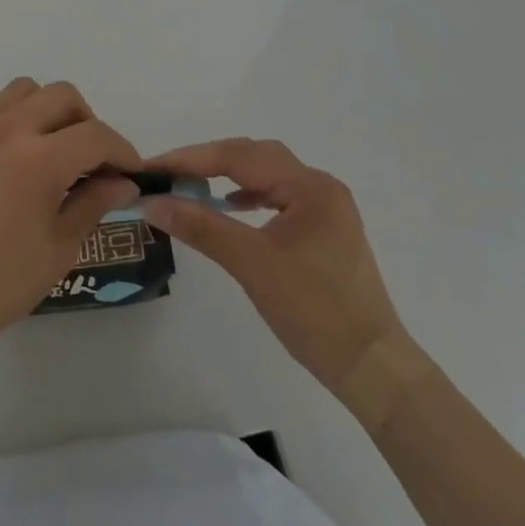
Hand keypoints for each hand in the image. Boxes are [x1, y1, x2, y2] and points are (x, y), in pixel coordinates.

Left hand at [0, 78, 140, 359]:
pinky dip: (4, 113)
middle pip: (62, 96)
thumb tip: (123, 182)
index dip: (121, 151)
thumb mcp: (59, 248)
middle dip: (87, 122)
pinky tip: (6, 146)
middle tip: (90, 160)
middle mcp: (8, 129)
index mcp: (41, 159)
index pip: (96, 136)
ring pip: (23, 90)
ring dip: (46, 110)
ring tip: (48, 147)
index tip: (129, 172)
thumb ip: (94, 203)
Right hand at [139, 138, 405, 392]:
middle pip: (254, 156)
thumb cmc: (314, 312)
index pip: (239, 156)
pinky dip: (249, 195)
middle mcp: (320, 186)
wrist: (373, 369)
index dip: (191, 159)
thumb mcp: (251, 264)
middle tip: (168, 174)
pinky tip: (230, 206)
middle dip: (208, 161)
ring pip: (267, 174)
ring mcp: (326, 208)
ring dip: (228, 175)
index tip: (153, 167)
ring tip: (192, 186)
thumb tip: (151, 203)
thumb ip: (200, 226)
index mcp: (309, 186)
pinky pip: (278, 197)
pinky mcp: (324, 230)